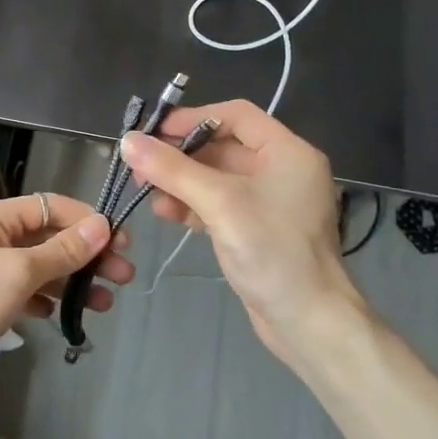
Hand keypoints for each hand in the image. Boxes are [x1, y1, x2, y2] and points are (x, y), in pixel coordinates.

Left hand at [0, 194, 133, 379]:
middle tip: (123, 277)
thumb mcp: (18, 275)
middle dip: (86, 255)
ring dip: (71, 280)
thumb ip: (61, 251)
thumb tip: (102, 227)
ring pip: (38, 265)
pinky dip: (44, 297)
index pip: (51, 206)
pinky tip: (62, 315)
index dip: (88, 222)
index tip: (121, 243)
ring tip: (105, 303)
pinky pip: (22, 287)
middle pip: (48, 236)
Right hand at [119, 100, 360, 361]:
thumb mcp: (219, 203)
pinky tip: (164, 211)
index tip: (154, 131)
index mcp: (287, 151)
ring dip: (181, 180)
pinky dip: (193, 204)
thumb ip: (172, 169)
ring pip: (217, 176)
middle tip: (140, 164)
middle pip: (223, 145)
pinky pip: (220, 203)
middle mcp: (282, 169)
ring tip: (145, 190)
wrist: (309, 323)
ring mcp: (270, 201)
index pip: (236, 115)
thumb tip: (128, 140)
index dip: (193, 118)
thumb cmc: (272, 251)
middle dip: (180, 154)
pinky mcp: (258, 229)